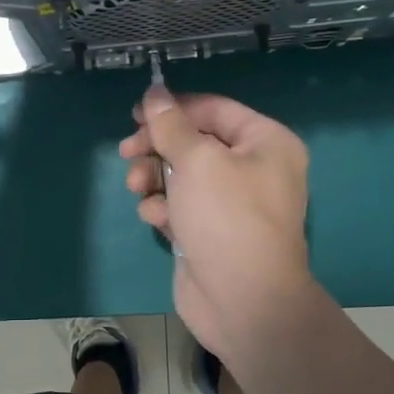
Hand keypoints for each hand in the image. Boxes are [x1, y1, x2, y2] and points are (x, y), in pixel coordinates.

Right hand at [119, 88, 312, 365]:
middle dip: (158, 146)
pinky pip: (180, 206)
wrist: (243, 301)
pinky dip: (164, 209)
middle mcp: (252, 168)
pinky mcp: (209, 231)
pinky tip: (157, 220)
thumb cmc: (227, 218)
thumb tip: (155, 92)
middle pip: (194, 142)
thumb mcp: (197, 161)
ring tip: (138, 189)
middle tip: (127, 151)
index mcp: (265, 142)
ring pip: (181, 175)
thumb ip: (171, 125)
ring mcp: (230, 203)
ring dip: (154, 178)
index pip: (213, 109)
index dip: (173, 108)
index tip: (135, 113)